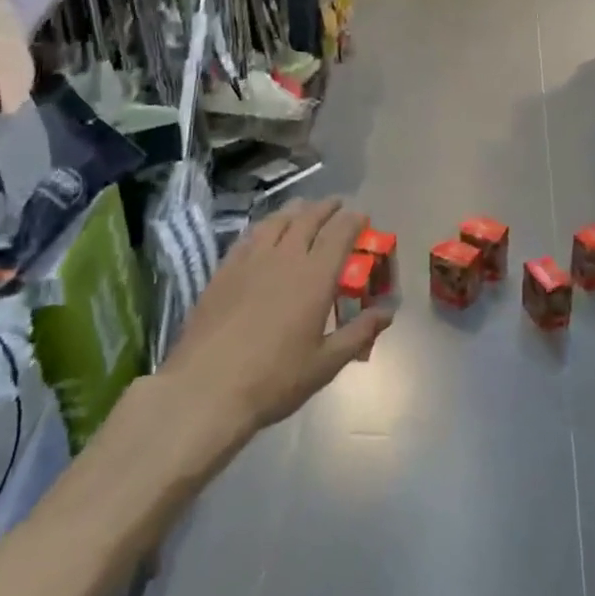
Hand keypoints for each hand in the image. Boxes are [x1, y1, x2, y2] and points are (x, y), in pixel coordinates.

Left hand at [160, 198, 390, 441]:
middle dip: (326, 208)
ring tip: (303, 208)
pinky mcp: (223, 271)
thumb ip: (359, 333)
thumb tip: (388, 312)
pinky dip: (264, 226)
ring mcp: (250, 261)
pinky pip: (249, 236)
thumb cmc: (274, 380)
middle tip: (336, 205)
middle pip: (308, 219)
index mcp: (314, 276)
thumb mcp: (325, 364)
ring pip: (276, 221)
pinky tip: (264, 232)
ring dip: (294, 210)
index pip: (339, 233)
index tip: (362, 216)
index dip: (353, 220)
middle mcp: (284, 258)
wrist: (205, 390)